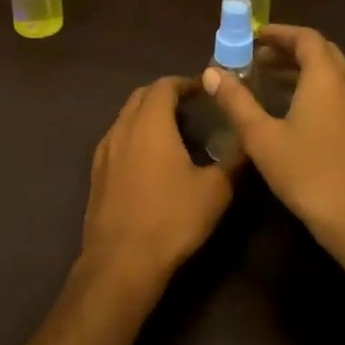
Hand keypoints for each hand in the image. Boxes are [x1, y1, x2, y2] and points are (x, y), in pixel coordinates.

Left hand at [83, 76, 233, 283]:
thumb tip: (248, 142)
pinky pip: (116, 139)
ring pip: (126, 117)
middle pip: (141, 96)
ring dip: (147, 115)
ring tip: (173, 131)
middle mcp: (123, 128)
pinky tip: (149, 159)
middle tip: (191, 107)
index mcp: (150, 123)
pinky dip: (134, 135)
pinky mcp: (96, 172)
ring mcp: (104, 150)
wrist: (121, 261)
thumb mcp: (215, 191)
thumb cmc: (171, 219)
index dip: (186, 83)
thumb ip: (233, 160)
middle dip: (165, 94)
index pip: (164, 85)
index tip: (206, 90)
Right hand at [203, 24, 344, 245]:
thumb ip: (236, 102)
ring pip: (331, 73)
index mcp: (325, 79)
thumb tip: (211, 72)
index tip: (253, 36)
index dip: (279, 33)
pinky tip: (291, 109)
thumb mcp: (262, 137)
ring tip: (268, 79)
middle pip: (321, 51)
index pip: (306, 38)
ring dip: (301, 68)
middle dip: (289, 48)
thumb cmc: (308, 173)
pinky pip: (337, 92)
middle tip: (258, 56)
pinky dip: (313, 87)